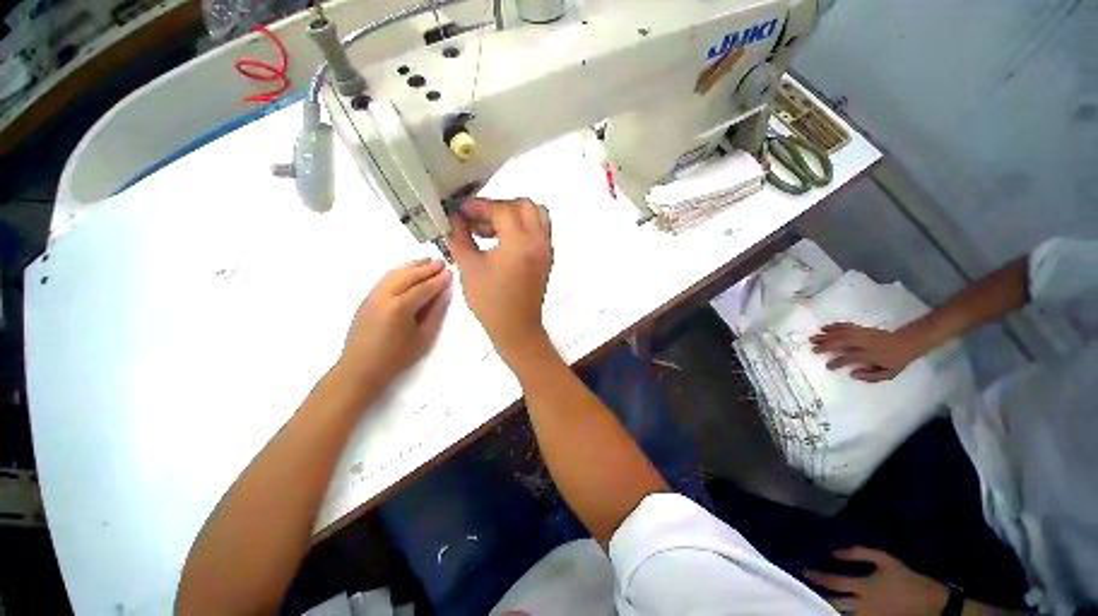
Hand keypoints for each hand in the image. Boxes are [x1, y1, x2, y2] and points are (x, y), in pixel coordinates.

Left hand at [334, 258, 452, 395]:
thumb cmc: (396, 357)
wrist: (360, 369)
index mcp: (400, 307)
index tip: (451, 272)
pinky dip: (399, 271)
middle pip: (408, 275)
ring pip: (394, 273)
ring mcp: (373, 296)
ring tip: (426, 260)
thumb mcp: (423, 338)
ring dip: (412, 266)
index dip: (439, 280)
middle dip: (426, 268)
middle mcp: (385, 296)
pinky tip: (407, 271)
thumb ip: (435, 313)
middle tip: (441, 262)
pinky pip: (385, 279)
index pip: (424, 287)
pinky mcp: (367, 299)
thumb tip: (444, 293)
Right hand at [447, 198, 553, 364]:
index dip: (479, 206)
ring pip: (537, 215)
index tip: (462, 212)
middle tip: (480, 218)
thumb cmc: (490, 301)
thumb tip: (456, 219)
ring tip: (491, 229)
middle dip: (500, 206)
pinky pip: (540, 231)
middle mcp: (539, 241)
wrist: (516, 327)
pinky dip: (524, 227)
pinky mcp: (547, 258)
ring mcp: (546, 249)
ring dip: (515, 214)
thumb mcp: (468, 267)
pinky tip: (503, 241)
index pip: (502, 209)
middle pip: (525, 205)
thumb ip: (460, 237)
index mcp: (519, 242)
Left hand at [804, 547, 948, 615]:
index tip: (802, 570)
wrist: (933, 603)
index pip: (832, 582)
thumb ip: (859, 553)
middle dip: (815, 595)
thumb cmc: (907, 578)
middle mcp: (863, 605)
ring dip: (825, 608)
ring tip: (809, 600)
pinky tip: (829, 610)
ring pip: (840, 615)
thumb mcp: (885, 560)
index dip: (815, 576)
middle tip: (800, 587)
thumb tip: (834, 552)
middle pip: (832, 603)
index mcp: (864, 587)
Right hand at [810, 323, 923, 381]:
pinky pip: (847, 325)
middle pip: (843, 342)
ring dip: (827, 335)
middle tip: (813, 349)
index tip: (828, 366)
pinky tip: (825, 328)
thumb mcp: (889, 374)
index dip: (838, 362)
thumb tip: (851, 374)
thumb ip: (871, 376)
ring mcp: (864, 333)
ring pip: (842, 333)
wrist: (907, 342)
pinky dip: (835, 326)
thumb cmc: (896, 360)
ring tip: (813, 338)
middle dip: (827, 345)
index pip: (851, 357)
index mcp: (872, 354)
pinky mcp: (863, 328)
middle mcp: (866, 343)